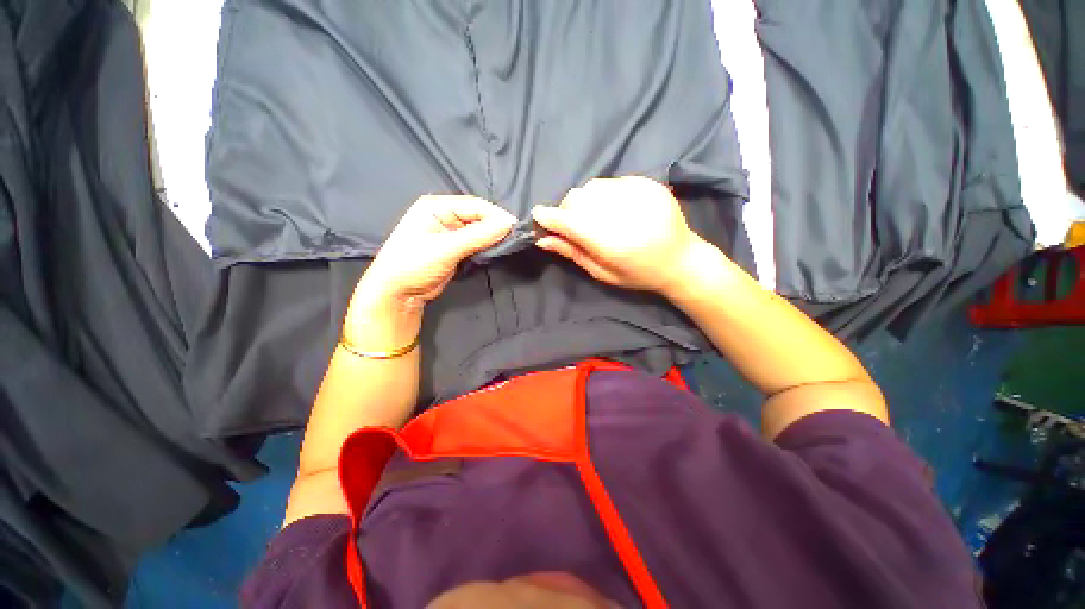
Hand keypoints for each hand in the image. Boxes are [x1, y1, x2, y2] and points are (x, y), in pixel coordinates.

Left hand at [355, 195, 515, 311]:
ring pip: (480, 230)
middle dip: (496, 226)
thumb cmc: (413, 265)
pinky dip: (487, 247)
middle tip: (515, 238)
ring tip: (509, 245)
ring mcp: (451, 233)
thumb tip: (507, 225)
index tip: (515, 227)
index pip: (474, 205)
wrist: (398, 294)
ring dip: (493, 238)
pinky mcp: (456, 248)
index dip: (496, 215)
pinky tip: (497, 251)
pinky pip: (477, 243)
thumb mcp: (445, 249)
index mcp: (436, 206)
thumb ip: (477, 236)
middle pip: (478, 217)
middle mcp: (445, 215)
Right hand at [533, 176, 704, 294]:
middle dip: (566, 210)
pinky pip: (612, 181)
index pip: (570, 222)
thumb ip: (573, 253)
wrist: (682, 260)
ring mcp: (639, 194)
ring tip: (594, 216)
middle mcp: (625, 214)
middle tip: (571, 224)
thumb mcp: (603, 273)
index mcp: (613, 244)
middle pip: (577, 199)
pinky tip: (614, 208)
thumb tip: (543, 239)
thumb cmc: (639, 275)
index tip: (537, 217)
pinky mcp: (649, 184)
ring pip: (592, 186)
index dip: (549, 217)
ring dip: (584, 201)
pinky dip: (604, 194)